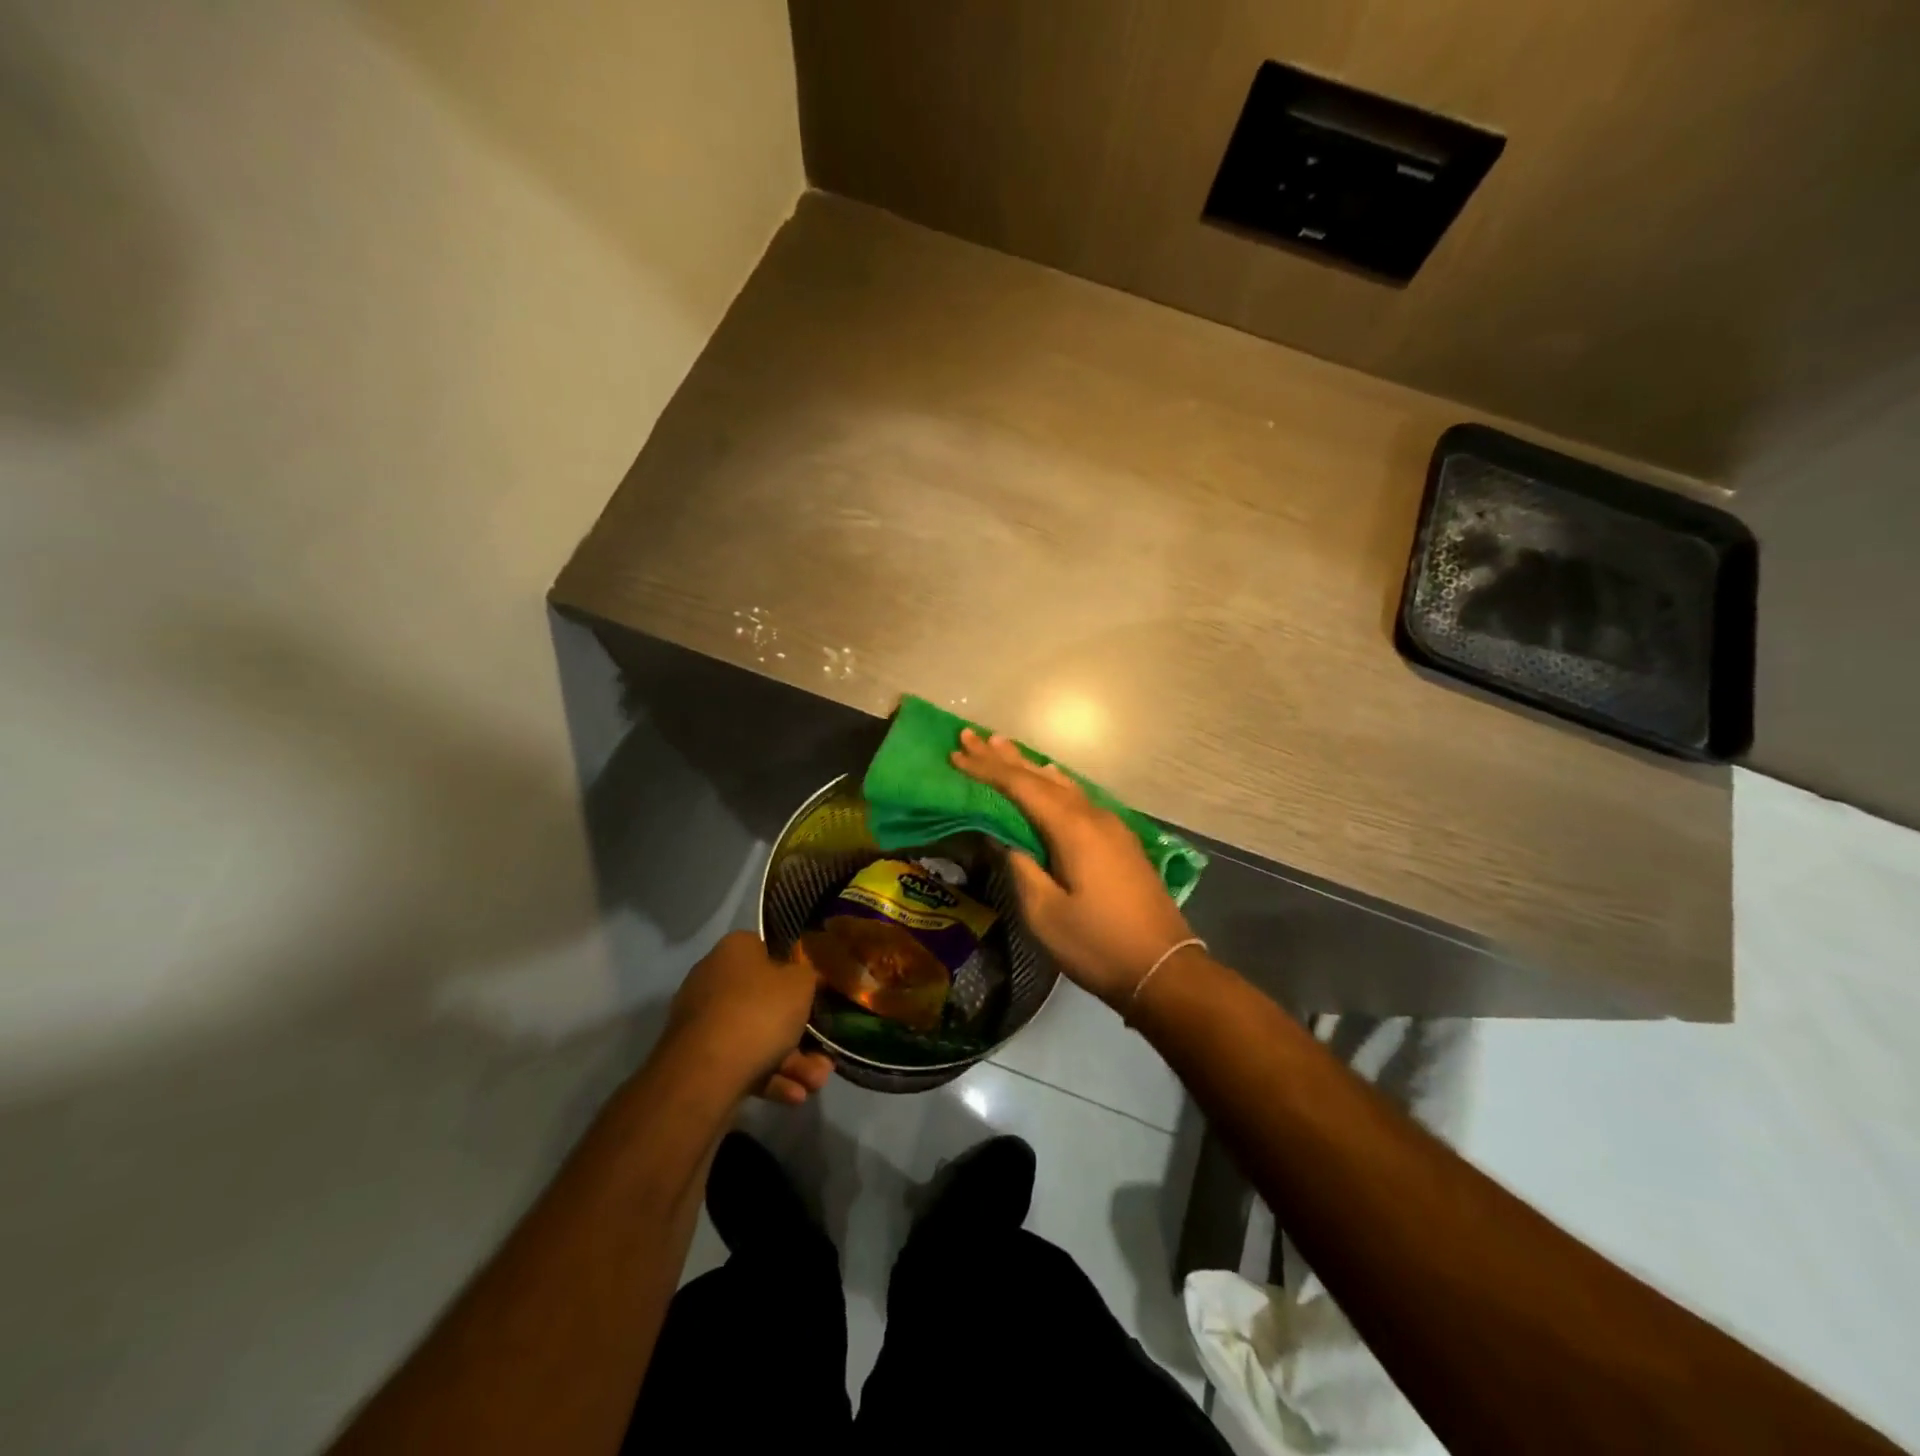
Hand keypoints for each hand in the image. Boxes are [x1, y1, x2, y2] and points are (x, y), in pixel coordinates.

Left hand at [666, 931, 833, 1104]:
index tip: (816, 992)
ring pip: (756, 1036)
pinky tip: (794, 1095)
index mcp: (735, 950)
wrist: (704, 1073)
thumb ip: (808, 975)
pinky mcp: (698, 1058)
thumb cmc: (759, 1012)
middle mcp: (714, 979)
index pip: (769, 951)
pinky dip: (768, 1076)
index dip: (795, 971)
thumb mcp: (801, 984)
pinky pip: (740, 1060)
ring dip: (791, 1061)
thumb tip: (804, 976)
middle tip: (824, 1053)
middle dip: (799, 1031)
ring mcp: (703, 1021)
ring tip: (816, 1082)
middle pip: (766, 1001)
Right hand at [951, 728, 1194, 1007]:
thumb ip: (1021, 867)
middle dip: (1004, 758)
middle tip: (971, 736)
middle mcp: (1093, 816)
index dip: (987, 769)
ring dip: (1030, 767)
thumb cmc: (1097, 944)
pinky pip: (1077, 798)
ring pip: (1062, 785)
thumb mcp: (1045, 913)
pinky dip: (1053, 785)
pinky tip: (1049, 779)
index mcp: (1073, 829)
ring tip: (1003, 746)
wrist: (1163, 969)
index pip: (1021, 787)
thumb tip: (1004, 836)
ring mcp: (1111, 827)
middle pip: (1042, 778)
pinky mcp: (1119, 841)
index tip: (957, 752)